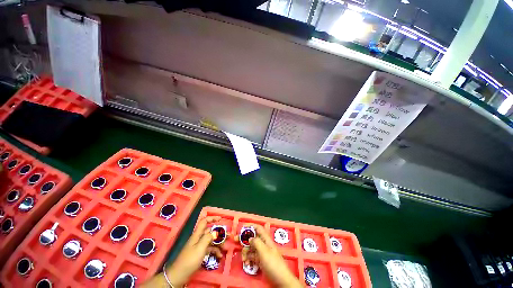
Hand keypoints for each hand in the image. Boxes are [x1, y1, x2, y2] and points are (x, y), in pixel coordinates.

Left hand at [142, 216, 223, 287]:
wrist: (179, 275)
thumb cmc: (190, 260)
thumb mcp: (200, 248)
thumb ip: (208, 238)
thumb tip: (215, 231)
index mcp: (197, 235)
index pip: (204, 221)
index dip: (212, 218)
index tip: (221, 219)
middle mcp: (198, 238)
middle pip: (210, 232)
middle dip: (219, 233)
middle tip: (228, 236)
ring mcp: (199, 246)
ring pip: (211, 241)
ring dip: (218, 243)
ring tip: (225, 248)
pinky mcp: (199, 254)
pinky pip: (209, 249)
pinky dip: (215, 251)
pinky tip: (219, 256)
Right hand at [236, 225, 301, 287]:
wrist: (281, 280)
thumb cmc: (273, 264)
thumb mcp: (264, 252)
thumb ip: (256, 242)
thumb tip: (250, 237)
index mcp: (266, 239)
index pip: (258, 228)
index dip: (251, 225)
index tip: (242, 227)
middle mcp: (264, 244)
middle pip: (253, 238)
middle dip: (244, 239)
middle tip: (235, 240)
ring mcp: (262, 253)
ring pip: (251, 248)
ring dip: (245, 252)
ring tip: (243, 259)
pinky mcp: (261, 261)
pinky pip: (252, 256)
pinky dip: (248, 258)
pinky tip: (247, 263)